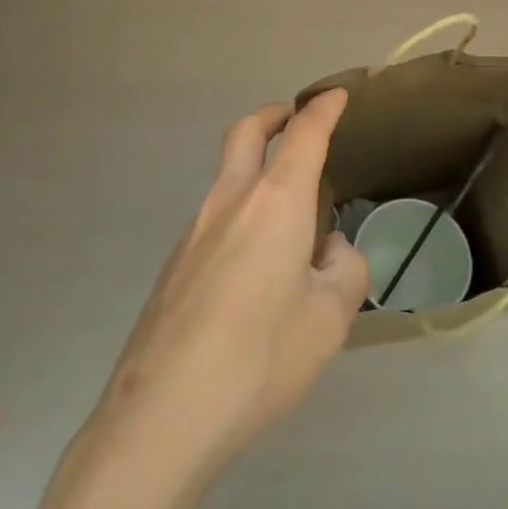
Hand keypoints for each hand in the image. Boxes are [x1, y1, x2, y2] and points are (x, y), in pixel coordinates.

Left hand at [92, 88, 368, 482]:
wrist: (163, 412)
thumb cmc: (260, 358)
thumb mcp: (329, 319)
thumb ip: (344, 271)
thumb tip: (331, 251)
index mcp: (276, 203)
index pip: (304, 135)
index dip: (323, 110)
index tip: (337, 96)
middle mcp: (231, 202)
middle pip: (247, 132)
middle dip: (274, 115)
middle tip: (295, 120)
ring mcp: (194, 230)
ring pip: (227, 174)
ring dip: (256, 166)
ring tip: (289, 213)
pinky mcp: (174, 262)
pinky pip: (215, 216)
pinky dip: (241, 210)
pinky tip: (255, 265)